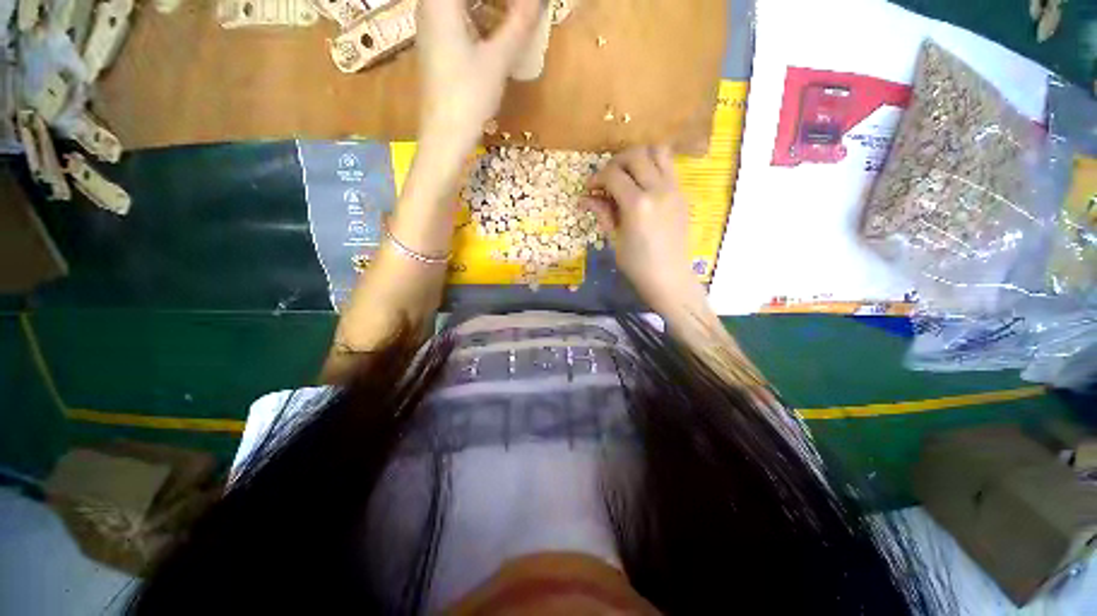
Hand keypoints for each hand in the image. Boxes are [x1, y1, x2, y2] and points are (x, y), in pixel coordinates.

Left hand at [416, 0, 539, 149]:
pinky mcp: (436, 46)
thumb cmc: (469, 97)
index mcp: (441, 1)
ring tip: (513, 16)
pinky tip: (496, 31)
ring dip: (488, 6)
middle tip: (521, 10)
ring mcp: (431, 27)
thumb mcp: (497, 60)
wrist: (445, 136)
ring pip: (460, 5)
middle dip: (497, 1)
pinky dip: (478, 18)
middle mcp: (430, 6)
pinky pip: (457, 18)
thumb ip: (519, 23)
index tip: (525, 5)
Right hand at [581, 146, 703, 311]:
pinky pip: (668, 166)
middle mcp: (658, 189)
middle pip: (635, 155)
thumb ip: (602, 212)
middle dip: (616, 163)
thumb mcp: (614, 238)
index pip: (613, 175)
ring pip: (657, 151)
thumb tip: (585, 198)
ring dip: (639, 157)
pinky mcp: (682, 193)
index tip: (589, 188)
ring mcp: (674, 189)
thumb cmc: (637, 264)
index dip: (597, 178)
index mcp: (637, 205)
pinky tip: (643, 184)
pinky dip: (653, 166)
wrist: (669, 276)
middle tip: (607, 179)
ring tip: (628, 174)